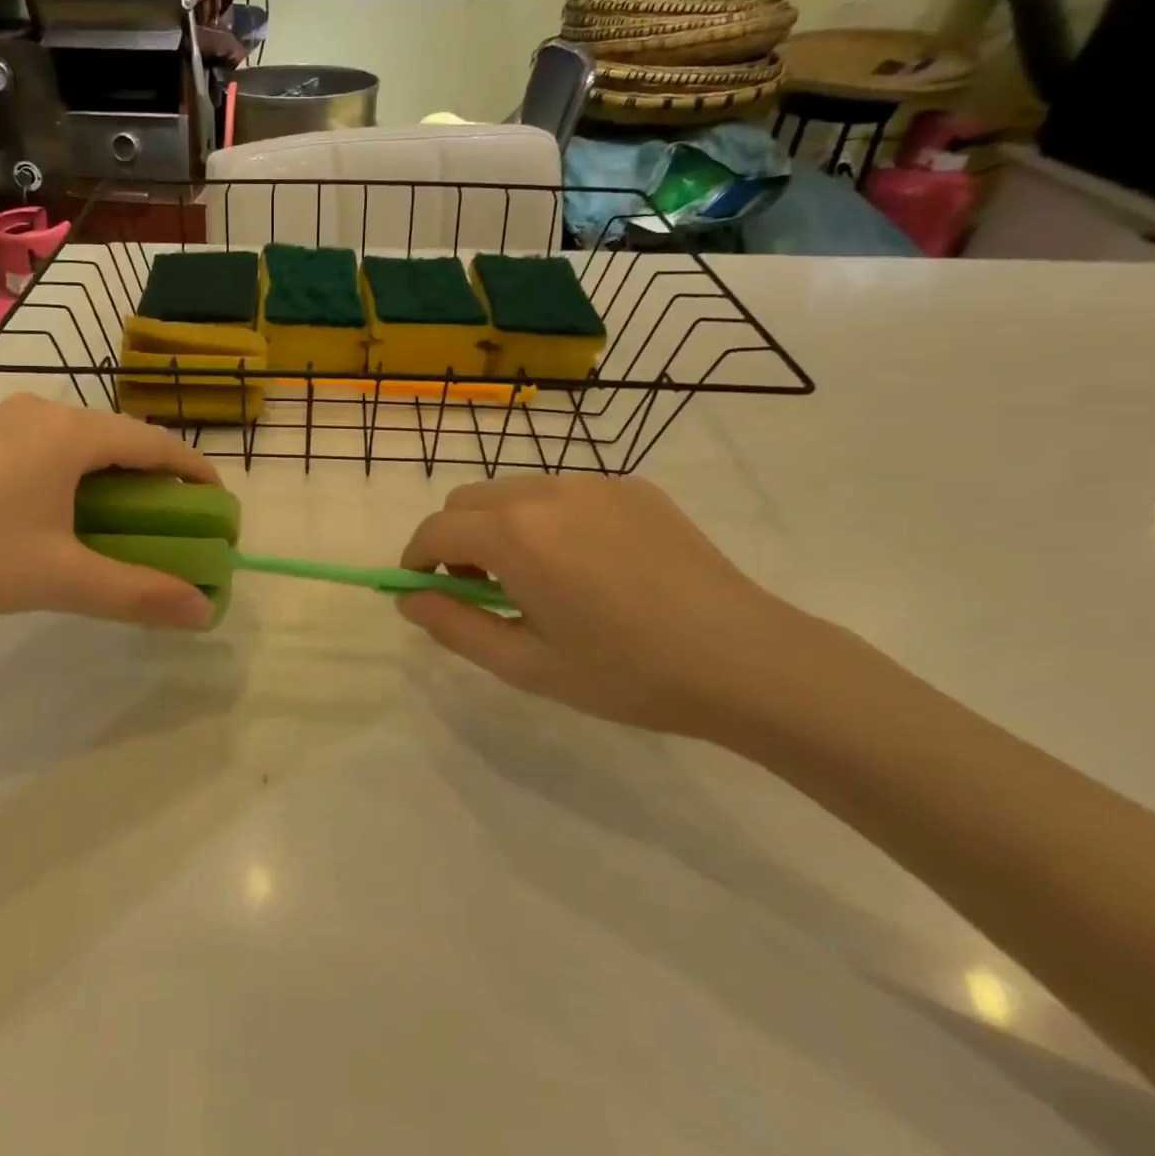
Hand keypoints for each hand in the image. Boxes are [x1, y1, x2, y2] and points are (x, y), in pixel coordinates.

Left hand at [0, 394, 220, 634]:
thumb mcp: (63, 578)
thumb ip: (139, 593)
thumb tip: (203, 612)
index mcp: (71, 432)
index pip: (154, 442)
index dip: (193, 470)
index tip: (217, 502)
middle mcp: (43, 411)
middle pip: (120, 437)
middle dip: (155, 475)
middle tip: (175, 517)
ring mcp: (5, 421)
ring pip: (83, 440)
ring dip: (114, 473)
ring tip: (128, 516)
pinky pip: (50, 445)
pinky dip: (77, 472)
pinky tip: (70, 509)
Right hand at [397, 475, 834, 739]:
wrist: (747, 660)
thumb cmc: (627, 673)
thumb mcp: (527, 664)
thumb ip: (454, 626)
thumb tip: (407, 599)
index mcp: (516, 535)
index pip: (435, 529)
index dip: (417, 558)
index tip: (424, 589)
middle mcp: (546, 491)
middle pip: (468, 500)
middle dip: (456, 539)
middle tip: (483, 589)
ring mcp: (593, 483)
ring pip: (514, 490)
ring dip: (501, 525)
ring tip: (539, 578)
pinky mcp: (632, 486)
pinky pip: (565, 492)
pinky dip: (550, 519)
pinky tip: (590, 564)